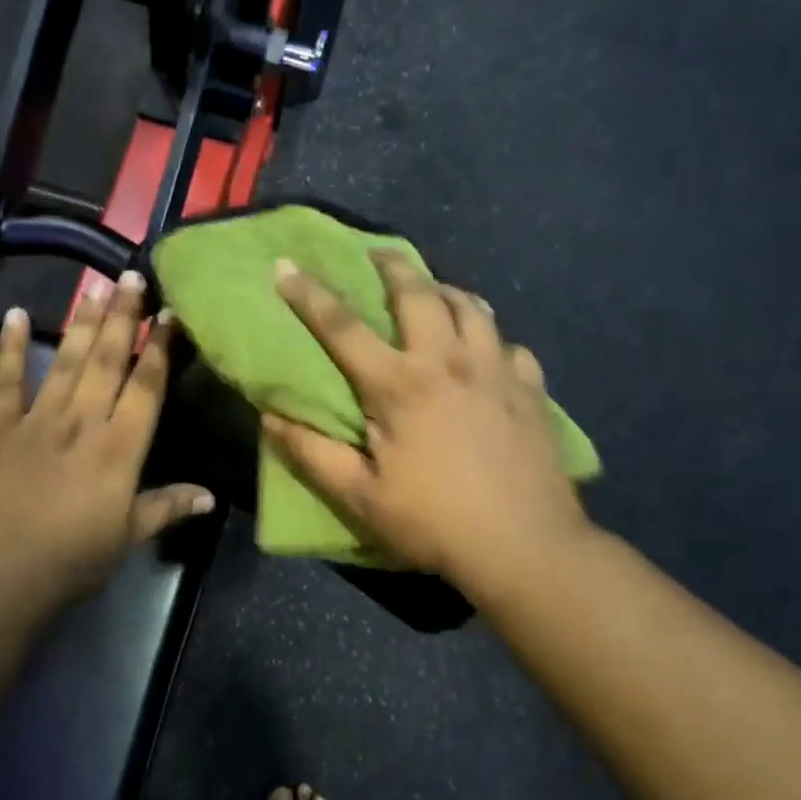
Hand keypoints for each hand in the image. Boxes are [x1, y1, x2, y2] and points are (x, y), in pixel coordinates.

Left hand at [0, 273, 214, 613]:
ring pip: (67, 361)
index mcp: (119, 448)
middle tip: (131, 275)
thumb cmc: (71, 561)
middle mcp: (82, 422)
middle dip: (123, 317)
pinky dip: (12, 347)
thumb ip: (166, 508)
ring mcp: (37, 421)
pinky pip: (6, 382)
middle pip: (108, 360)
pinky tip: (17, 314)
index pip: (146, 387)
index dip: (159, 348)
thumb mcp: (128, 538)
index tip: (169, 313)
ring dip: (83, 321)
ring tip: (95, 285)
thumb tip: (210, 496)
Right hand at [264, 253, 588, 591]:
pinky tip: (487, 351)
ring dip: (446, 290)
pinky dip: (491, 337)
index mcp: (400, 386)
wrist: (525, 546)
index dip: (309, 294)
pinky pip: (509, 345)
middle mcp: (449, 362)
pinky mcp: (531, 390)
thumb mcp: (360, 497)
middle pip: (419, 294)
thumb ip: (312, 453)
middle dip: (393, 266)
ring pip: (472, 307)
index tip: (284, 265)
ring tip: (433, 290)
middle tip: (378, 253)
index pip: (343, 328)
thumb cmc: (434, 522)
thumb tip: (269, 417)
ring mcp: (497, 371)